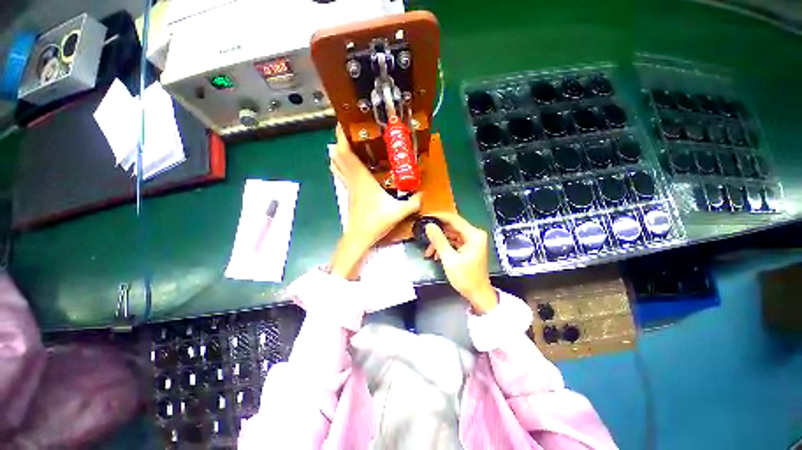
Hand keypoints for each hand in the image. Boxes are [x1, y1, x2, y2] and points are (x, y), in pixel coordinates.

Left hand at [329, 125, 420, 278]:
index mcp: (362, 179)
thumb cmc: (376, 222)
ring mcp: (349, 187)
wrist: (360, 237)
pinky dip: (341, 165)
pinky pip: (342, 174)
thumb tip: (423, 194)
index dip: (342, 137)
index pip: (346, 154)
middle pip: (340, 156)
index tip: (344, 123)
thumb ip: (413, 202)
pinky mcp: (350, 193)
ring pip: (338, 165)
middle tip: (349, 128)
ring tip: (346, 141)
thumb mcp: (399, 212)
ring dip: (339, 152)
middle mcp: (353, 180)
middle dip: (341, 140)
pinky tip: (346, 163)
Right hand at [424, 213, 497, 313]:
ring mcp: (472, 241)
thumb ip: (439, 240)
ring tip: (428, 252)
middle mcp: (474, 235)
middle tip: (423, 235)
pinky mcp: (468, 248)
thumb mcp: (449, 259)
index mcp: (474, 235)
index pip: (454, 219)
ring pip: (451, 235)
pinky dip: (445, 247)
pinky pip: (454, 242)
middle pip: (452, 227)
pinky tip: (435, 255)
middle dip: (437, 233)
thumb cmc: (466, 278)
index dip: (438, 217)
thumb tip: (429, 225)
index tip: (425, 216)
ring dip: (439, 242)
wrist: (478, 295)